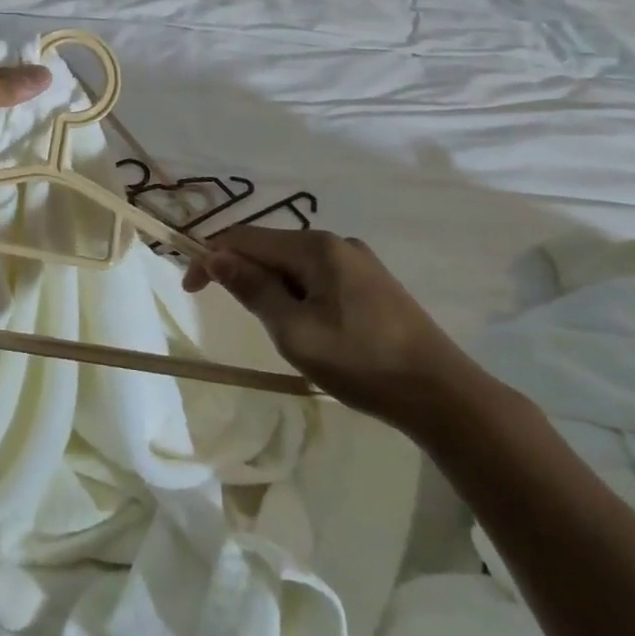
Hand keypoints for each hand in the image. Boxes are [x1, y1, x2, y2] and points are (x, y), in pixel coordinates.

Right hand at [183, 227, 490, 432]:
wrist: (445, 396)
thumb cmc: (362, 363)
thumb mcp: (295, 331)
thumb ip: (252, 289)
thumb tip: (215, 256)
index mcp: (315, 247)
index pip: (245, 238)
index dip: (210, 257)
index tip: (189, 288)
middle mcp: (336, 242)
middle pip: (270, 247)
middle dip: (242, 271)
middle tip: (233, 312)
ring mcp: (359, 262)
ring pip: (294, 264)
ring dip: (270, 284)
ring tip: (271, 324)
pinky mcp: (374, 284)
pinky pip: (318, 276)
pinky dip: (296, 292)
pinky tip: (306, 322)